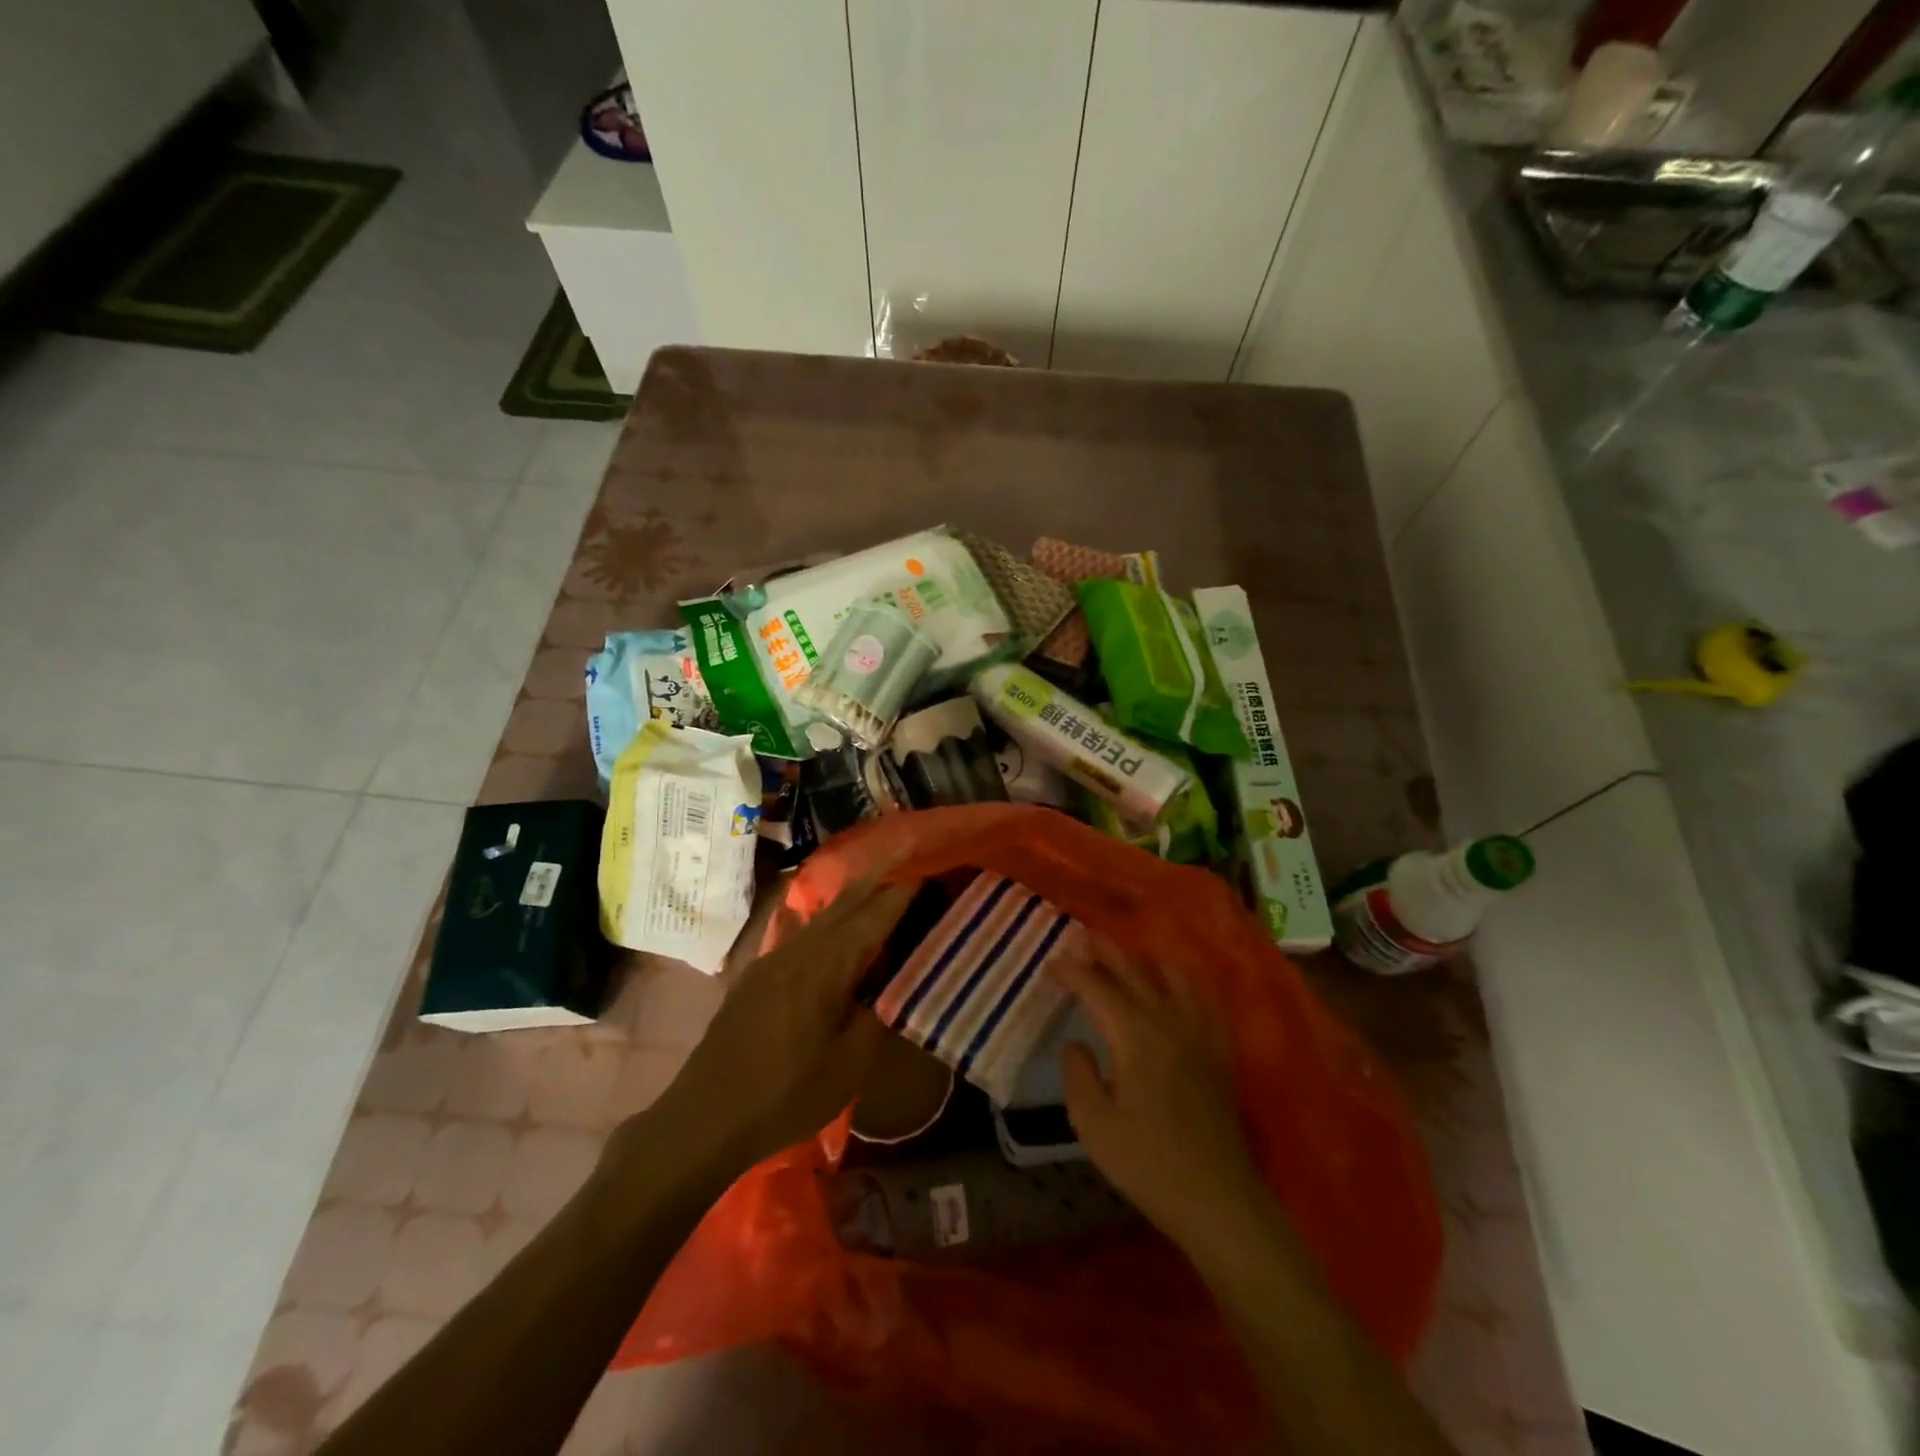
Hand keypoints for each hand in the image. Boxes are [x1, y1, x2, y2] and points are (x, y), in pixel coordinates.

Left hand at [636, 881, 912, 1179]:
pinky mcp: (756, 976)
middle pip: (843, 905)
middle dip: (875, 880)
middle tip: (904, 855)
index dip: (899, 894)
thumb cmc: (784, 1097)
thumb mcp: (848, 1069)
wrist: (704, 1119)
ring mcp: (772, 961)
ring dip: (851, 898)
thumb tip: (894, 986)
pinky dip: (825, 920)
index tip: (925, 871)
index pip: (871, 919)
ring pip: (820, 917)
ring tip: (876, 883)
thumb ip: (876, 1019)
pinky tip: (825, 920)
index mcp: (824, 968)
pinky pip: (800, 933)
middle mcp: (797, 952)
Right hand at [1051, 938, 1265, 1251]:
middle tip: (1084, 935)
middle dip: (1106, 952)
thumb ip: (1078, 1076)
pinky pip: (1204, 1000)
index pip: (1097, 989)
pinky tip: (1180, 983)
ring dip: (1145, 959)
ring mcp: (1198, 1034)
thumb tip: (1077, 1044)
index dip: (1072, 972)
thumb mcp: (1093, 1125)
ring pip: (1172, 978)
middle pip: (1134, 973)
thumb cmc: (1148, 1163)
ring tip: (1129, 952)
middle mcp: (1167, 1022)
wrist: (1217, 1199)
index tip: (1051, 963)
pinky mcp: (1218, 1052)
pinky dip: (1187, 980)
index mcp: (1134, 1036)